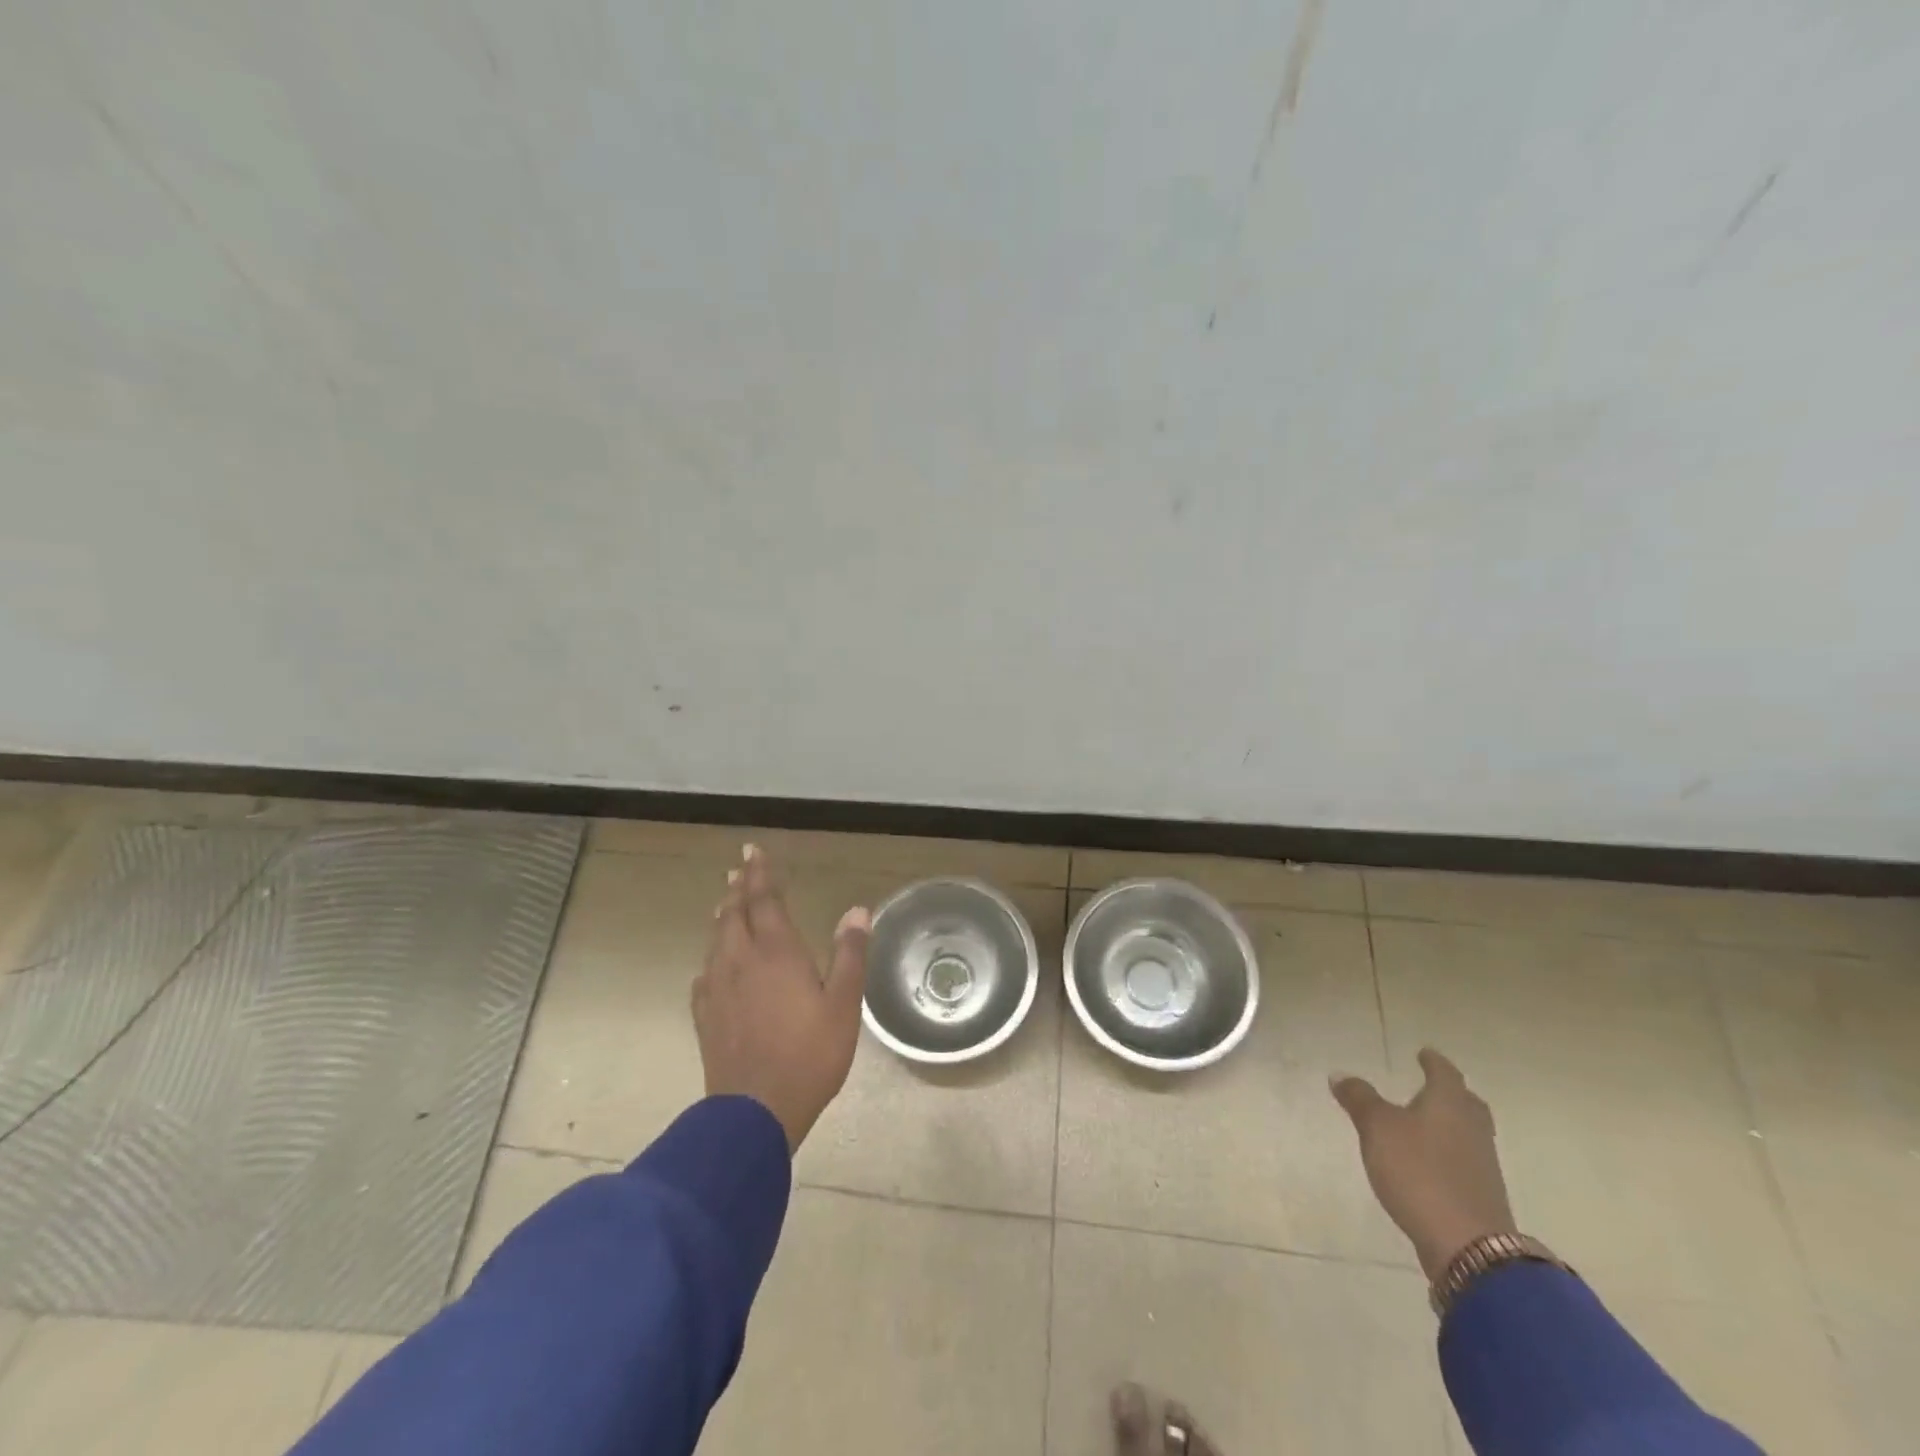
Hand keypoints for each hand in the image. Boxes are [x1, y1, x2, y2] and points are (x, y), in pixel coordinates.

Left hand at [692, 845, 870, 1150]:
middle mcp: (741, 960)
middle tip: (739, 868)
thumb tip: (858, 909)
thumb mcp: (843, 1004)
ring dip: (724, 915)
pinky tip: (714, 963)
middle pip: (735, 913)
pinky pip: (705, 971)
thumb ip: (849, 953)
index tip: (753, 851)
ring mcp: (718, 987)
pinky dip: (712, 954)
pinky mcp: (705, 1014)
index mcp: (777, 952)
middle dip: (739, 887)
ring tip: (727, 902)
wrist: (755, 1111)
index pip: (765, 900)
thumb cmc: (810, 1054)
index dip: (760, 874)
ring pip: (717, 938)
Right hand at [1330, 1049, 1516, 1279]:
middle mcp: (1472, 1128)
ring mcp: (1482, 1164)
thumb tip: (1341, 1075)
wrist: (1467, 1245)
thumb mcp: (1377, 1128)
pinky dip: (1450, 1153)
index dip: (1433, 1062)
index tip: (1424, 1053)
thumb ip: (1359, 1099)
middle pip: (1466, 1103)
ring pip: (1469, 1133)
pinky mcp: (1481, 1195)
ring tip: (1426, 1123)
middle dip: (1450, 1093)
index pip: (1445, 1073)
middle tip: (1432, 1086)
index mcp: (1449, 1104)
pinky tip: (1431, 1161)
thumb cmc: (1419, 1171)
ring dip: (1451, 1124)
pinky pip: (1465, 1161)